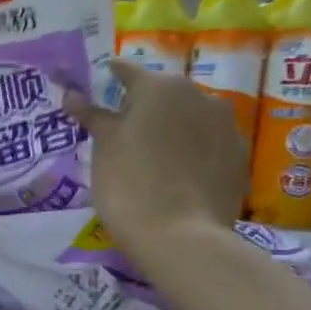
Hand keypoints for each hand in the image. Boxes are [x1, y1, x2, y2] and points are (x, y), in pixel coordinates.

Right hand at [63, 63, 245, 265]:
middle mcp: (200, 95)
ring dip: (171, 128)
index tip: (98, 83)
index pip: (127, 71)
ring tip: (151, 156)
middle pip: (163, 94)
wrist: (181, 237)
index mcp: (161, 87)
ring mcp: (226, 126)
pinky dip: (191, 151)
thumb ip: (92, 116)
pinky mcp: (239, 157)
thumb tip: (72, 94)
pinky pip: (208, 144)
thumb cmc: (129, 185)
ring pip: (190, 118)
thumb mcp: (102, 149)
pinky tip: (177, 175)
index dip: (109, 77)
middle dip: (143, 107)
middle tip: (121, 130)